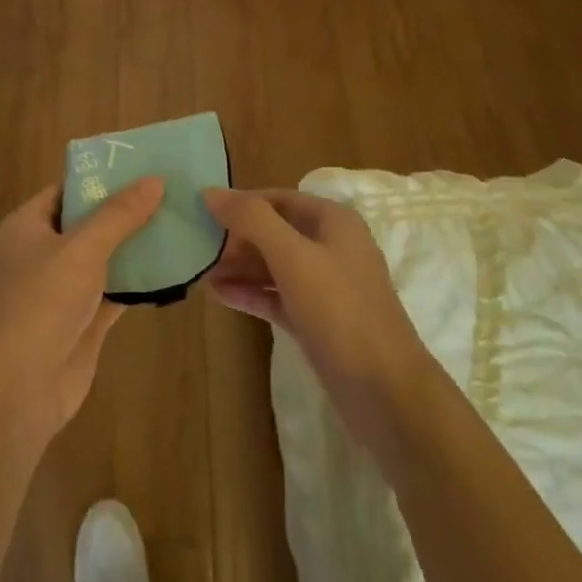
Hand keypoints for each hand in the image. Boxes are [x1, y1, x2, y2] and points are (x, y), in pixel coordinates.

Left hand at [0, 178, 163, 442]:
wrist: (22, 385)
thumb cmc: (43, 301)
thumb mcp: (82, 247)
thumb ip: (119, 215)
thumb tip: (154, 180)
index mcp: (26, 227)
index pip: (65, 190)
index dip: (99, 179)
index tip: (140, 168)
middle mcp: (40, 254)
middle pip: (86, 223)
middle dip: (123, 212)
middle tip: (167, 193)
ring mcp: (60, 290)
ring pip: (102, 259)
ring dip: (133, 247)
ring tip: (176, 223)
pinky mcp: (81, 321)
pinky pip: (113, 291)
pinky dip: (137, 282)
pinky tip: (170, 269)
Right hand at [202, 188, 435, 444]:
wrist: (383, 389)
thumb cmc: (339, 309)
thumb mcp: (292, 256)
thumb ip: (251, 219)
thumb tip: (211, 191)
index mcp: (334, 221)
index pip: (279, 199)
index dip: (242, 202)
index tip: (203, 211)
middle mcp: (331, 247)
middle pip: (275, 231)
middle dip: (237, 237)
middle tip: (197, 245)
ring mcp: (325, 286)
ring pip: (274, 266)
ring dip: (239, 266)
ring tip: (199, 271)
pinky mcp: (317, 320)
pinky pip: (277, 296)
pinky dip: (250, 293)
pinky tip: (218, 294)